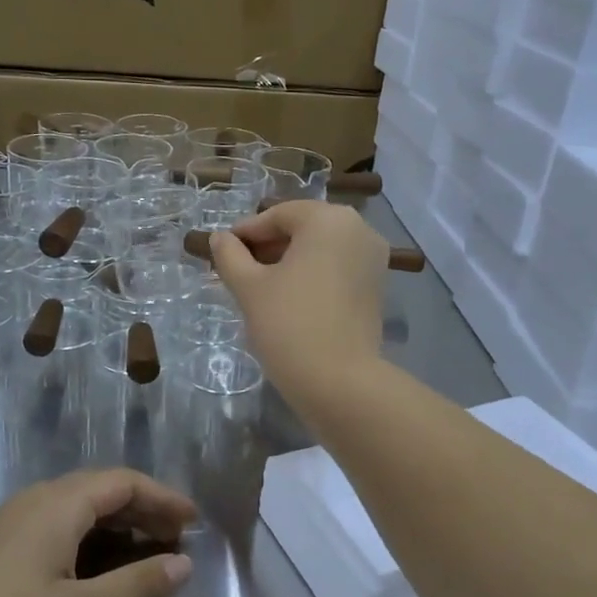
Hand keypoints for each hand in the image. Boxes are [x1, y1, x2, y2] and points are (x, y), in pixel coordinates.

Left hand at [0, 469, 196, 596]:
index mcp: (56, 505)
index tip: (195, 523)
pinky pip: (55, 530)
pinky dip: (89, 542)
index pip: (123, 482)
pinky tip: (93, 574)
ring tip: (145, 557)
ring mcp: (7, 527)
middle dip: (144, 511)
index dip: (163, 498)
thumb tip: (183, 564)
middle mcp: (32, 503)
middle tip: (177, 542)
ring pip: (76, 512)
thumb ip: (136, 588)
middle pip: (100, 492)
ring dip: (116, 528)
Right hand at [209, 200, 388, 396]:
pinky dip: (313, 274)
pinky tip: (289, 297)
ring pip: (322, 248)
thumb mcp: (249, 287)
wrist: (339, 382)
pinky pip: (338, 268)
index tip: (223, 250)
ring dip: (290, 260)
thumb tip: (220, 238)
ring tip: (260, 285)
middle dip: (269, 245)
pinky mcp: (377, 287)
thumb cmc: (288, 324)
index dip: (247, 232)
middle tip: (238, 268)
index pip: (279, 215)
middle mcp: (359, 229)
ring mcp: (374, 259)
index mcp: (328, 220)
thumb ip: (230, 255)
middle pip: (304, 228)